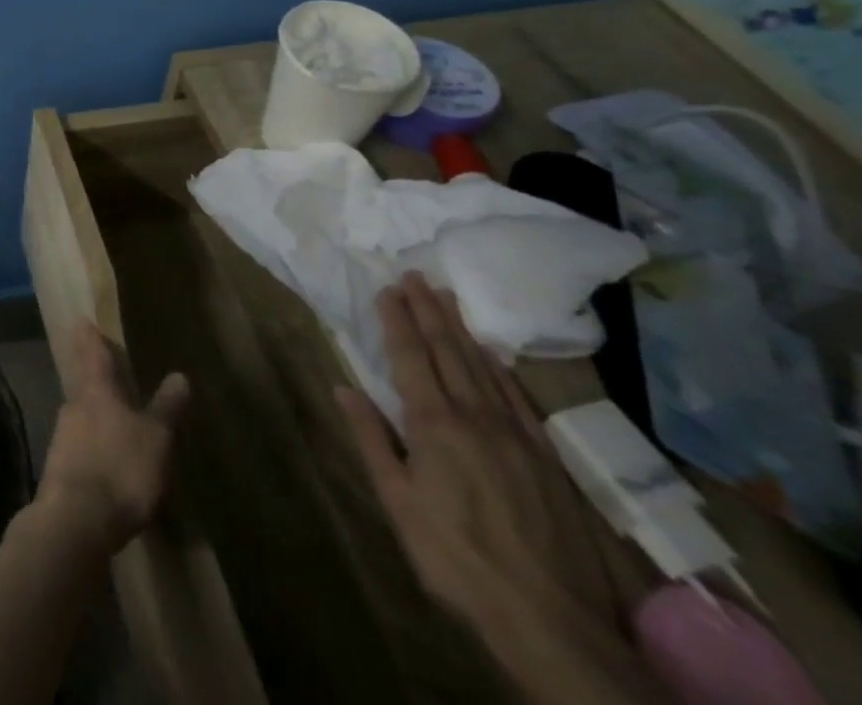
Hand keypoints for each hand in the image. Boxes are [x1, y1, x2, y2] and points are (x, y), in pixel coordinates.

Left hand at [31, 323, 189, 556]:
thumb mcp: (156, 439)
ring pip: (81, 417)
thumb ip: (166, 407)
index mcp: (97, 390)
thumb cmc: (121, 468)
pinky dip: (92, 449)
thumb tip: (179, 375)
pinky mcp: (58, 468)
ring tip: (114, 425)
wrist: (76, 520)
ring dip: (95, 417)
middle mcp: (74, 404)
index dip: (89, 336)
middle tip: (108, 375)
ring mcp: (62, 436)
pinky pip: (79, 448)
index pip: (91, 352)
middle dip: (95, 380)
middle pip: (84, 384)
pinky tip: (105, 465)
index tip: (81, 320)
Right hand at [338, 273, 625, 637]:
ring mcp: (515, 435)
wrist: (550, 619)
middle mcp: (475, 417)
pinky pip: (517, 398)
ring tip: (447, 298)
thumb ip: (373, 440)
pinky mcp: (545, 458)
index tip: (386, 289)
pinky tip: (491, 354)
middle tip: (415, 276)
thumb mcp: (398, 502)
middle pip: (447, 352)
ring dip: (461, 330)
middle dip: (428, 311)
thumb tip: (344, 388)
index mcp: (434, 425)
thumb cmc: (455, 557)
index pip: (410, 358)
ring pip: (482, 368)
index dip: (396, 321)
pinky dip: (499, 369)